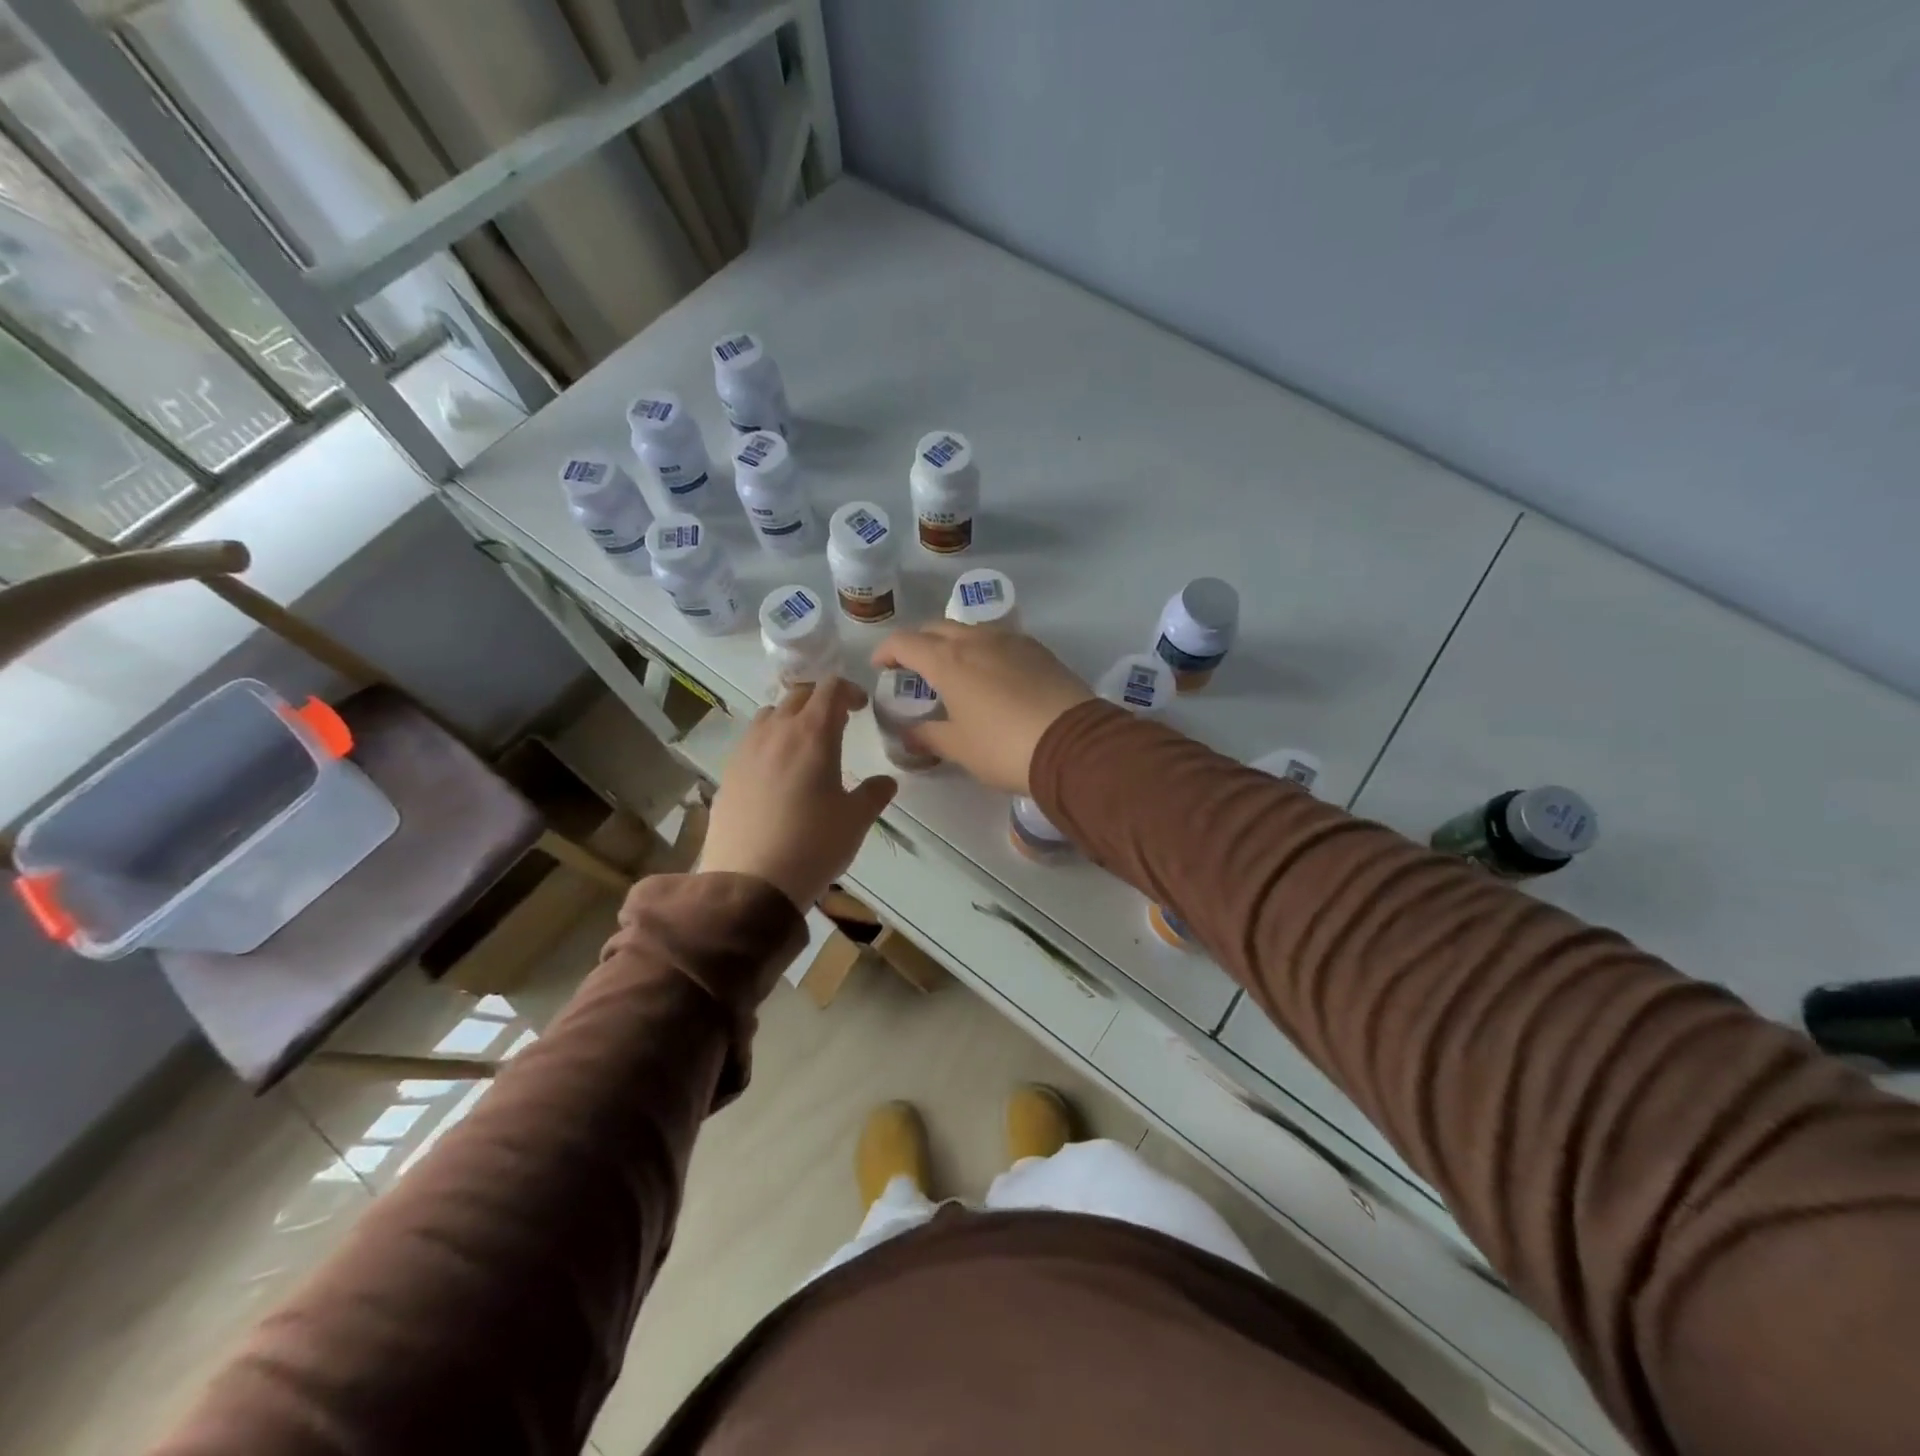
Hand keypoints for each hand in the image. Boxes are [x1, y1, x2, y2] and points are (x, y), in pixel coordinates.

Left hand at [699, 678, 897, 910]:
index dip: (849, 690)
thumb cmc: (813, 845)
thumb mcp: (855, 821)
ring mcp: (746, 751)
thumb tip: (886, 782)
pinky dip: (769, 742)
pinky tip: (777, 772)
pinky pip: (751, 741)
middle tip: (838, 721)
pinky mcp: (727, 773)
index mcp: (813, 734)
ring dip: (790, 717)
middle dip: (821, 700)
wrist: (750, 882)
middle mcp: (776, 732)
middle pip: (798, 695)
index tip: (861, 707)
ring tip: (804, 743)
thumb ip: (873, 794)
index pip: (831, 689)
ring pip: (769, 714)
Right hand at [870, 625, 1095, 792]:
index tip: (881, 667)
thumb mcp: (959, 748)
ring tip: (954, 671)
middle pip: (937, 628)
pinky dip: (984, 650)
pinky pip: (1000, 640)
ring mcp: (1011, 641)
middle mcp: (976, 640)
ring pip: (970, 630)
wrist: (1074, 744)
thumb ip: (928, 736)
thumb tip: (908, 735)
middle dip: (919, 643)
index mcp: (948, 661)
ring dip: (953, 644)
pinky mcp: (1038, 650)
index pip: (905, 642)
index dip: (887, 651)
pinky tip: (991, 675)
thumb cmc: (1004, 747)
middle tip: (914, 669)